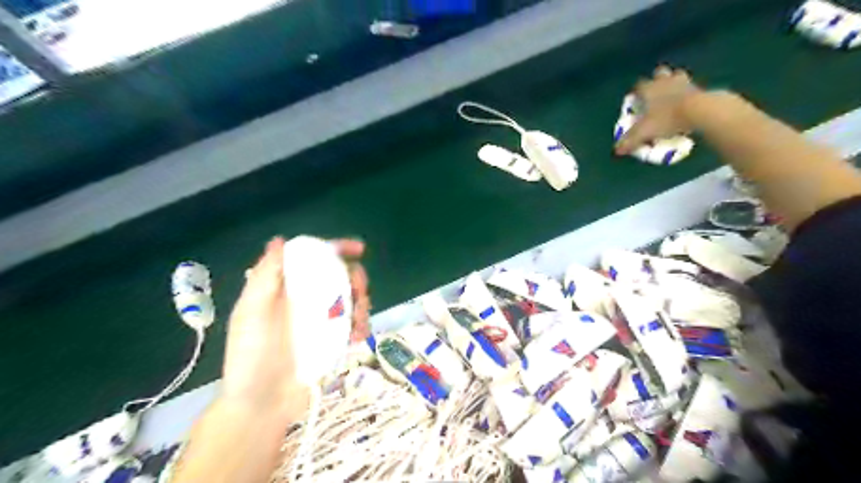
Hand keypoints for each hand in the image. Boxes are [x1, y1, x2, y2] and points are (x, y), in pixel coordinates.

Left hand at [219, 237, 370, 418]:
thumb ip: (266, 277)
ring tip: (359, 323)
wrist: (262, 406)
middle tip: (360, 292)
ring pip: (351, 299)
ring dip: (362, 304)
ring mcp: (321, 321)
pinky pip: (354, 324)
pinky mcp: (333, 340)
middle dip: (356, 279)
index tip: (358, 250)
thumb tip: (280, 240)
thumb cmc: (252, 357)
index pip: (312, 258)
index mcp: (285, 288)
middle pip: (339, 276)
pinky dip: (361, 326)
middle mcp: (305, 299)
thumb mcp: (251, 313)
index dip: (336, 248)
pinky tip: (358, 338)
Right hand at [615, 66, 702, 153]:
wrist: (698, 111)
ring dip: (674, 82)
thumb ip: (630, 141)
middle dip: (657, 80)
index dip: (636, 92)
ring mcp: (684, 82)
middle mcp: (665, 82)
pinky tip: (687, 103)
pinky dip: (689, 92)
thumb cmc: (666, 119)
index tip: (636, 99)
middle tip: (655, 93)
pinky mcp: (699, 88)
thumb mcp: (644, 133)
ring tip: (673, 95)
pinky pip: (692, 86)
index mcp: (649, 89)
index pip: (639, 85)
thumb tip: (616, 150)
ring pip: (677, 76)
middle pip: (659, 73)